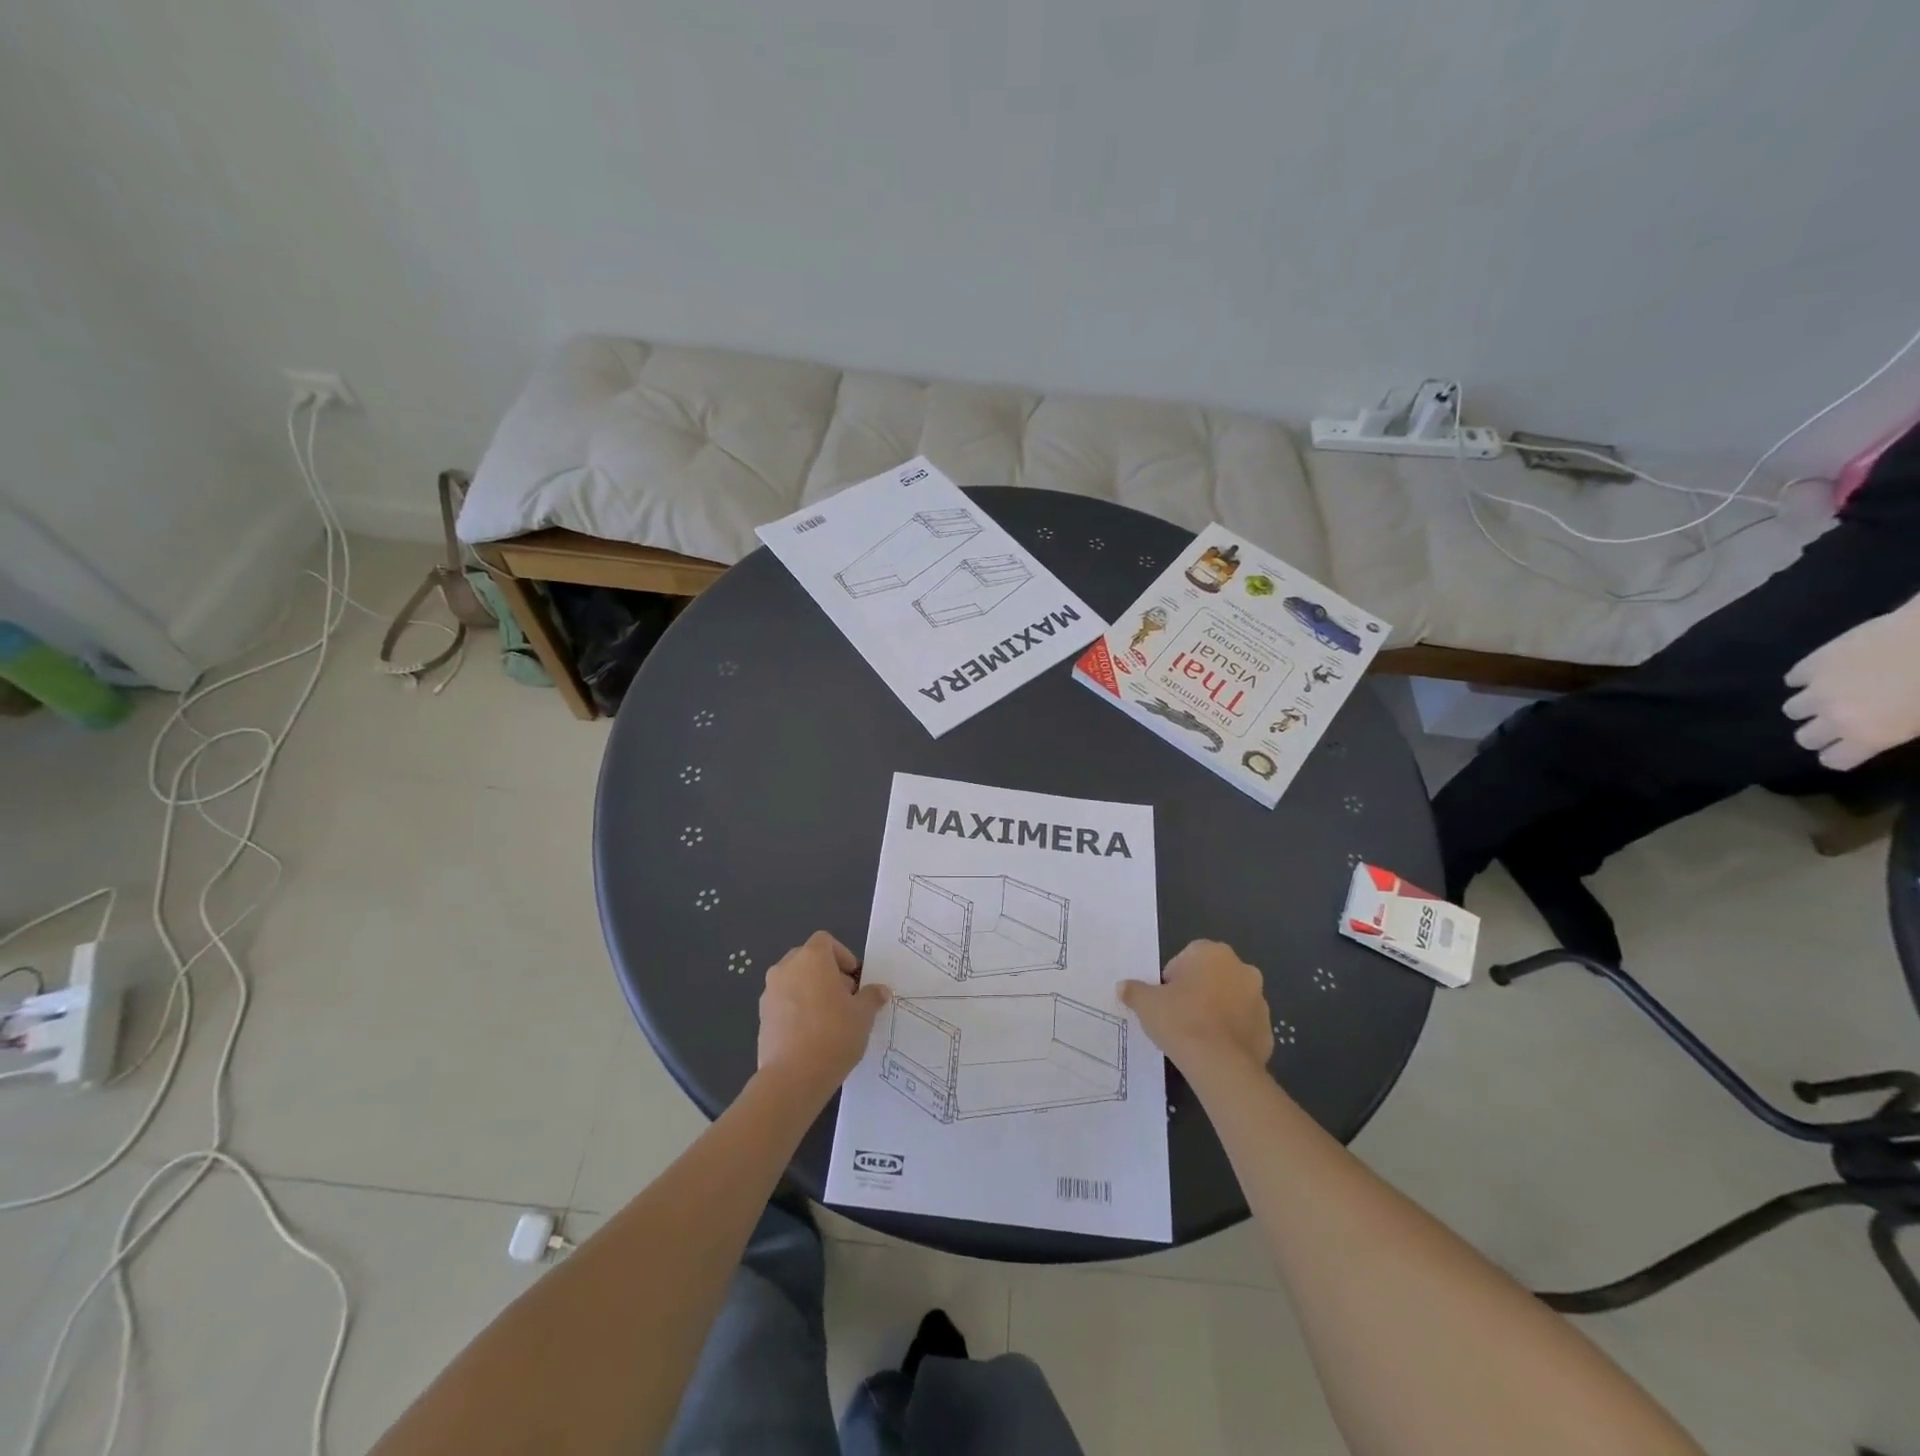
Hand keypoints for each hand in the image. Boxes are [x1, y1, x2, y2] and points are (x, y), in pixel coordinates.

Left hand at [757, 931, 889, 1101]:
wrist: (793, 1077)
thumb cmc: (834, 1034)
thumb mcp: (863, 1015)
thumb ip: (871, 997)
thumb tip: (880, 991)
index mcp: (811, 958)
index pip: (825, 941)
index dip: (843, 955)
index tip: (854, 980)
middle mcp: (786, 968)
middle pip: (808, 959)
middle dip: (826, 973)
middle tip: (844, 998)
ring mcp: (769, 992)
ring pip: (793, 981)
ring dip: (810, 991)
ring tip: (828, 1019)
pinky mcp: (761, 1017)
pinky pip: (783, 1003)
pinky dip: (796, 1009)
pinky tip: (811, 1035)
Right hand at [1120, 940, 1272, 1073]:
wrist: (1219, 1064)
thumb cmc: (1180, 1020)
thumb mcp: (1146, 1003)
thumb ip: (1134, 990)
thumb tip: (1123, 987)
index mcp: (1212, 953)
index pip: (1187, 957)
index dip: (1173, 979)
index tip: (1165, 999)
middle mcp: (1241, 969)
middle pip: (1212, 976)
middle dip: (1198, 991)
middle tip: (1179, 1015)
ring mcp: (1259, 1000)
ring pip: (1231, 1000)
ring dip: (1217, 1011)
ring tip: (1197, 1035)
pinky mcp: (1269, 1030)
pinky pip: (1244, 1026)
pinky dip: (1232, 1033)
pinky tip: (1215, 1049)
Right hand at [1783, 593, 1919, 770]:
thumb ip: (1897, 731)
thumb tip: (1876, 732)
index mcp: (1868, 735)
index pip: (1833, 760)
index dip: (1841, 756)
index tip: (1850, 748)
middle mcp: (1833, 717)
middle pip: (1805, 738)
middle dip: (1819, 734)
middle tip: (1838, 723)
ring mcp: (1817, 690)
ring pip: (1793, 709)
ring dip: (1809, 707)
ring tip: (1829, 696)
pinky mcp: (1811, 664)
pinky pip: (1794, 679)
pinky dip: (1805, 679)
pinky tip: (1825, 673)